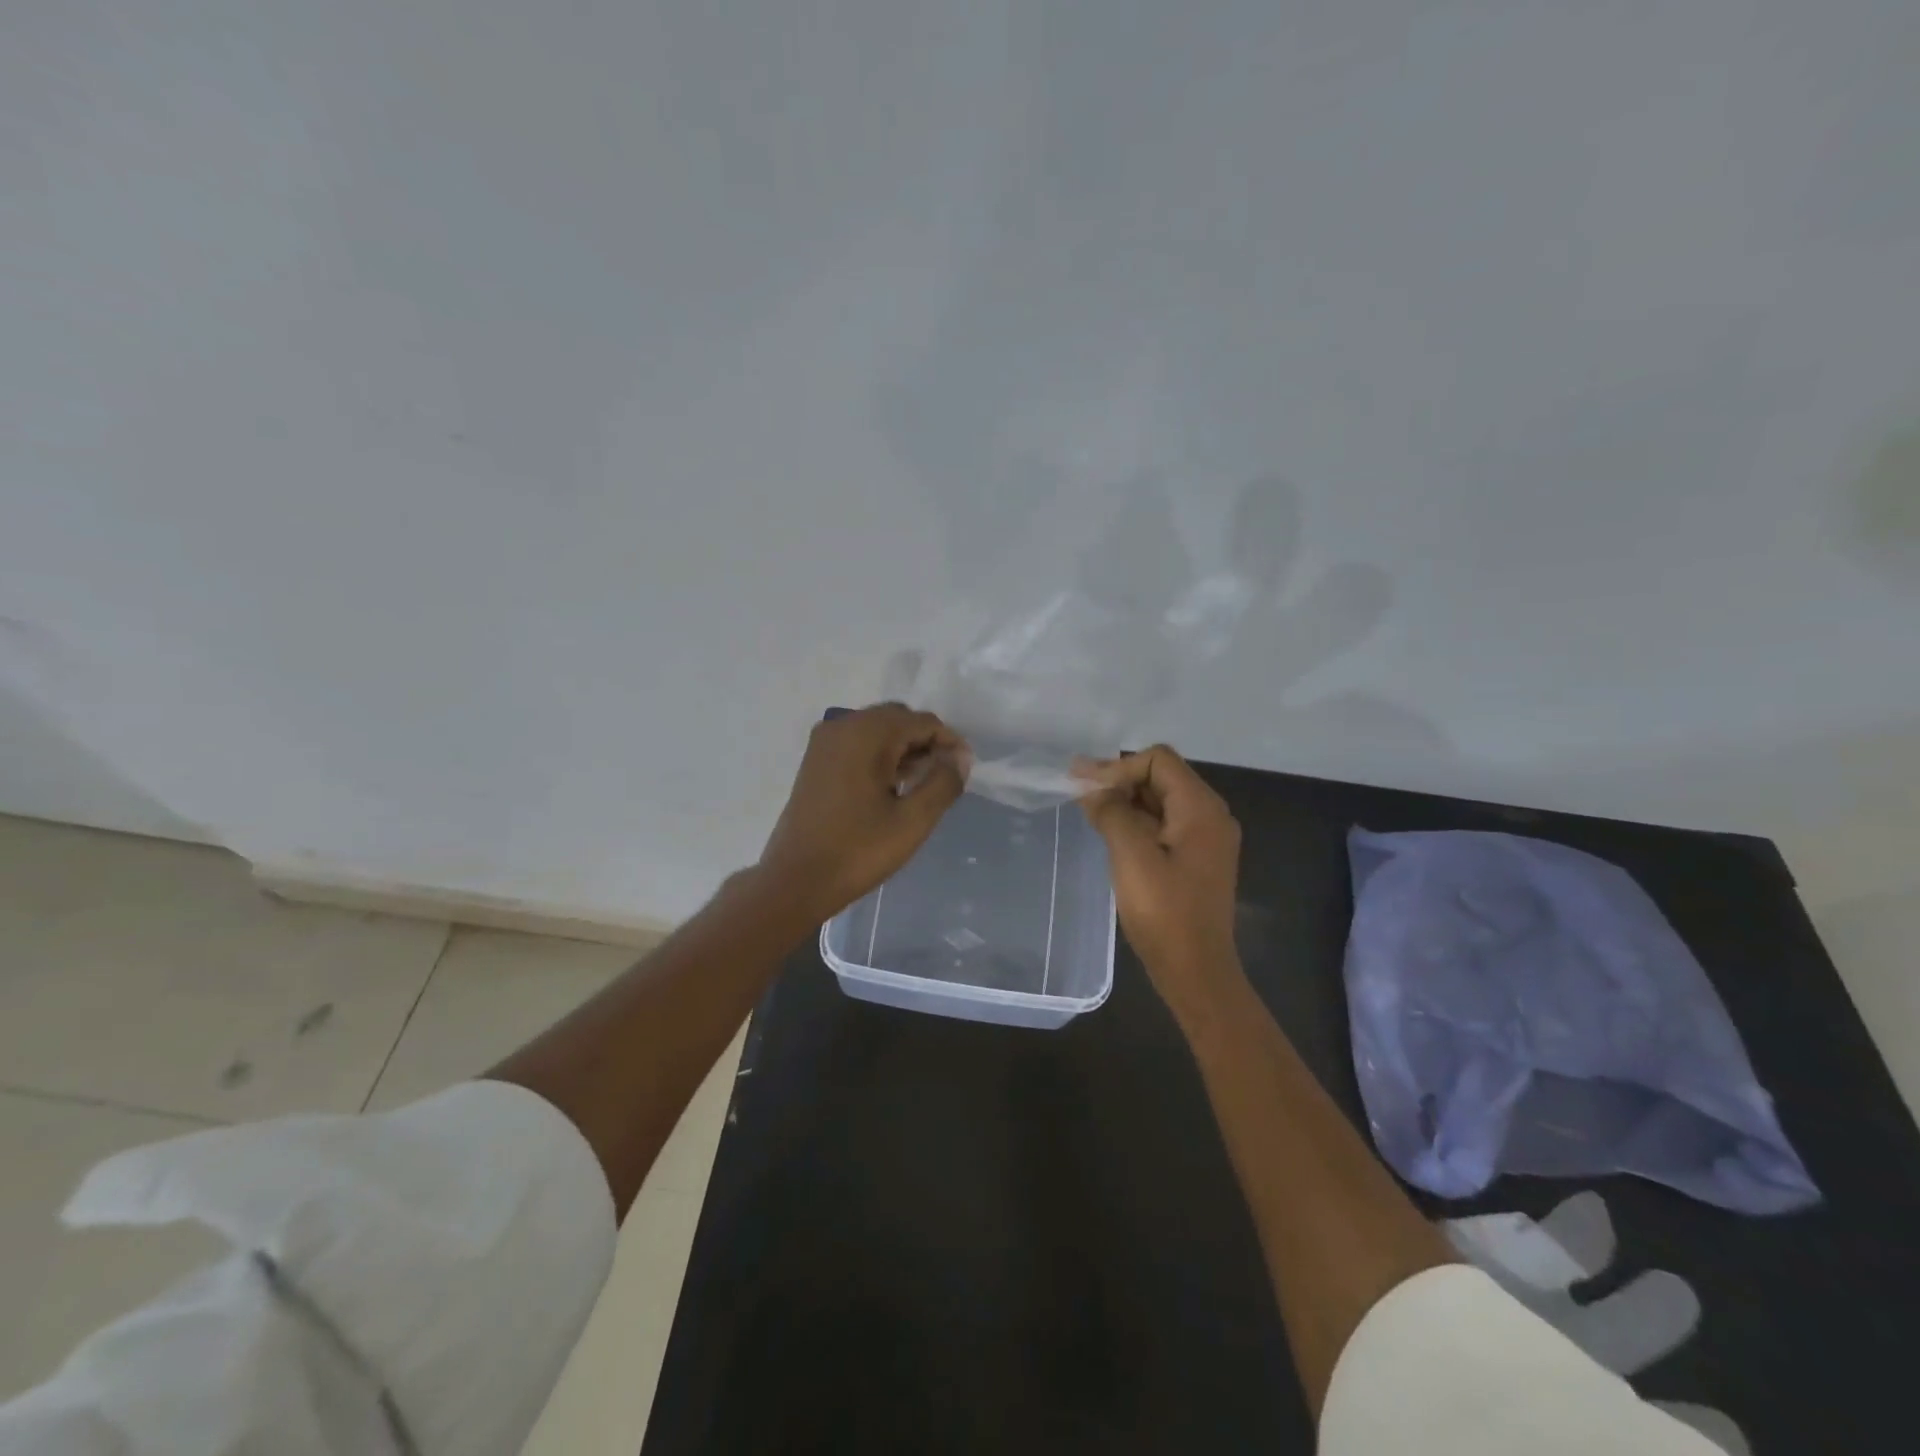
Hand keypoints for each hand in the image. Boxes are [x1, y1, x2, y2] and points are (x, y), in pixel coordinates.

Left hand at [758, 704, 967, 921]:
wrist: (795, 880)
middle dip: (925, 742)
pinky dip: (879, 755)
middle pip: (898, 719)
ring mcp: (825, 742)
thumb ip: (943, 783)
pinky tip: (890, 786)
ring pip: (877, 730)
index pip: (922, 722)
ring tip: (920, 784)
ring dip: (903, 749)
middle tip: (943, 777)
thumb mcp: (913, 820)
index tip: (963, 771)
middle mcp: (842, 726)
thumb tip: (959, 758)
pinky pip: (858, 743)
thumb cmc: (858, 851)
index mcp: (866, 734)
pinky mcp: (815, 760)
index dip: (949, 742)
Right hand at [1078, 745, 1242, 1016]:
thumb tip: (1091, 787)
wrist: (1195, 971)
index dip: (1119, 768)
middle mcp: (1210, 815)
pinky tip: (1111, 834)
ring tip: (1090, 812)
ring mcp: (1205, 839)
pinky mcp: (1196, 859)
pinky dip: (1136, 822)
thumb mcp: (1131, 855)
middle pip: (1161, 777)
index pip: (1158, 760)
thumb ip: (1111, 812)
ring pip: (1160, 801)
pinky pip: (1164, 825)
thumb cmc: (1164, 912)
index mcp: (1201, 808)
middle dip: (1120, 781)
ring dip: (1125, 801)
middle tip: (1079, 795)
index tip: (1086, 790)